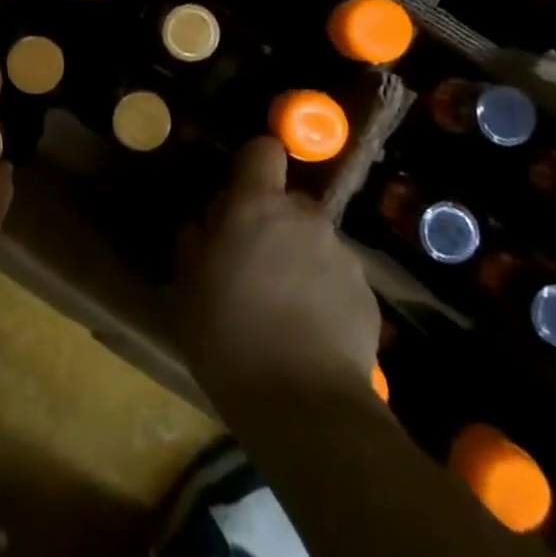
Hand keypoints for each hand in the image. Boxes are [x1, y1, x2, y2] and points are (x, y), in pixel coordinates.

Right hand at [178, 137, 380, 411]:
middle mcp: (304, 217)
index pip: (263, 150)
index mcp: (257, 206)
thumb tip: (203, 225)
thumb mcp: (188, 288)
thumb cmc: (229, 336)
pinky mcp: (367, 293)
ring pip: (312, 240)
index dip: (251, 164)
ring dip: (297, 259)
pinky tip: (308, 333)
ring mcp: (341, 254)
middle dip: (270, 223)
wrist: (304, 406)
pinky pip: (336, 276)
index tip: (238, 193)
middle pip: (287, 202)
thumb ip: (194, 242)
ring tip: (281, 308)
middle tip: (250, 266)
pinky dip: (322, 292)